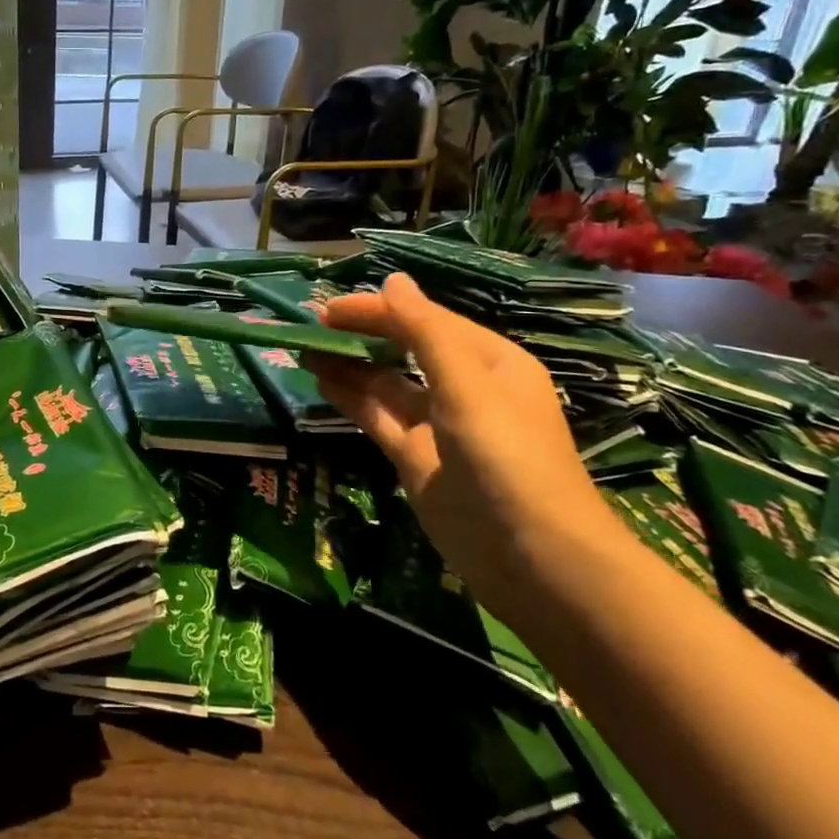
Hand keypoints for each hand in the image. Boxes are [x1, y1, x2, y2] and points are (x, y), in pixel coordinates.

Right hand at [315, 273, 608, 590]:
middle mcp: (463, 387)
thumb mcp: (467, 385)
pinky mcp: (416, 458)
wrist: (534, 558)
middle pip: (403, 348)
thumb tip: (392, 279)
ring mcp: (437, 425)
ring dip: (349, 365)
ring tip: (304, 349)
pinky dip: (351, 398)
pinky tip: (321, 383)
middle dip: (360, 334)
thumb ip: (425, 331)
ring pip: (385, 384)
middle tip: (308, 325)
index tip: (327, 308)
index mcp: (488, 361)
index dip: (377, 310)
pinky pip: (379, 417)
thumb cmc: (507, 457)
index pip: (424, 320)